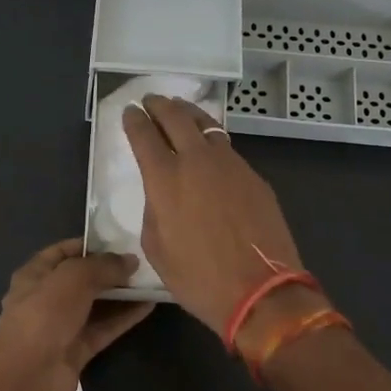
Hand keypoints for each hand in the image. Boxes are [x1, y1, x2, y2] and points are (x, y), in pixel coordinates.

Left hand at [0, 239, 152, 390]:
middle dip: (110, 270)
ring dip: (121, 294)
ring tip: (151, 280)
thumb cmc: (44, 315)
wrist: (28, 377)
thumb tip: (130, 261)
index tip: (120, 240)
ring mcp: (62, 327)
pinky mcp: (77, 351)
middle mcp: (46, 298)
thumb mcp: (74, 278)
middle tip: (143, 261)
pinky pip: (104, 328)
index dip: (90, 245)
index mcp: (35, 275)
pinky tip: (149, 305)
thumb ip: (103, 266)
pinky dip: (124, 317)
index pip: (63, 252)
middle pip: (82, 279)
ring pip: (96, 305)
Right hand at [120, 95, 304, 334]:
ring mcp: (230, 164)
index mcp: (165, 179)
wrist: (261, 290)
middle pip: (176, 117)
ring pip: (207, 126)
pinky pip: (227, 149)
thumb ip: (155, 210)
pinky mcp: (254, 176)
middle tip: (151, 100)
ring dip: (189, 114)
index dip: (134, 120)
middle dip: (160, 105)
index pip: (143, 135)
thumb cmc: (198, 277)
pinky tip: (210, 150)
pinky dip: (212, 141)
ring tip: (180, 110)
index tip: (130, 111)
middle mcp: (197, 161)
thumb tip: (163, 194)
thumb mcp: (157, 248)